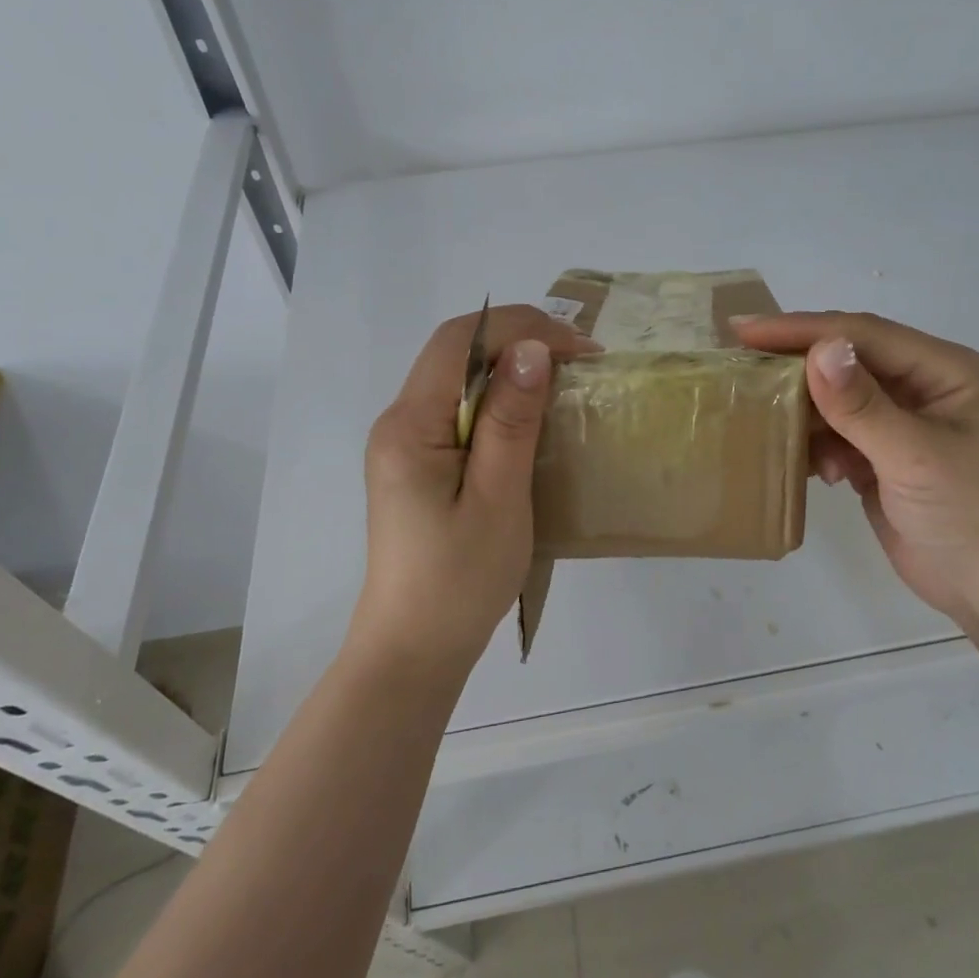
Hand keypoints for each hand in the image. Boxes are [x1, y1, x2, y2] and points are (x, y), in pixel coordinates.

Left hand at [347, 305, 599, 681]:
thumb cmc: (460, 580)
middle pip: (455, 352)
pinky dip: (499, 399)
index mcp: (409, 425)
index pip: (459, 341)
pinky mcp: (418, 463)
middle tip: (580, 360)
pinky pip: (459, 409)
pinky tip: (532, 417)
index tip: (578, 348)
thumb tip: (531, 349)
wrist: (415, 649)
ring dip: (510, 368)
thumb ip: (512, 421)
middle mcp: (398, 422)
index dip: (520, 328)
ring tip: (565, 380)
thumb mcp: (498, 499)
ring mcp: (405, 443)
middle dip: (519, 341)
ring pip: (458, 377)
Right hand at [734, 312, 978, 622]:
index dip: (802, 330)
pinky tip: (809, 468)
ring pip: (832, 399)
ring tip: (764, 420)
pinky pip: (832, 434)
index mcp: (939, 369)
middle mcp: (917, 385)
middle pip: (843, 360)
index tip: (745, 331)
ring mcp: (896, 421)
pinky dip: (814, 446)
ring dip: (802, 412)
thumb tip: (818, 350)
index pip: (861, 334)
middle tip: (738, 366)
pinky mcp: (878, 455)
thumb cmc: (971, 514)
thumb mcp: (916, 456)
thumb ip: (862, 406)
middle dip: (794, 365)